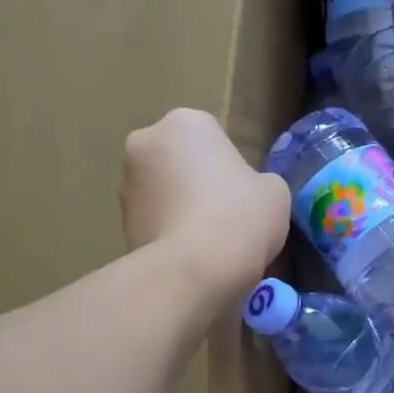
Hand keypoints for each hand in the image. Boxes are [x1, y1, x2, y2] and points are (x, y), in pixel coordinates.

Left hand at [120, 109, 288, 305]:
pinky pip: (154, 221)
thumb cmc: (240, 216)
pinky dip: (169, 233)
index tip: (243, 194)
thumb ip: (259, 181)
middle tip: (226, 216)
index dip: (231, 166)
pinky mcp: (119, 222)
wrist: (194, 271)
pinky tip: (192, 256)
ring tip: (208, 242)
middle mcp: (145, 142)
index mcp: (185, 122)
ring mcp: (125, 184)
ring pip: (163, 191)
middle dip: (197, 182)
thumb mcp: (274, 191)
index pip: (212, 136)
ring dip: (180, 208)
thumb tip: (247, 192)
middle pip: (180, 160)